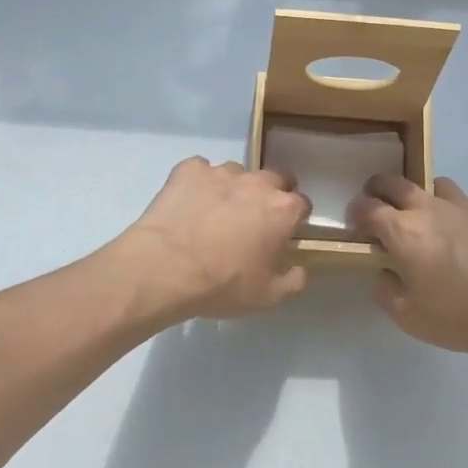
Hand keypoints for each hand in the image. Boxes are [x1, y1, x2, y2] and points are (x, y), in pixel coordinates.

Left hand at [116, 157, 311, 322]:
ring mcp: (222, 172)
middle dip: (270, 194)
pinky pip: (200, 170)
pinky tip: (189, 203)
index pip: (302, 204)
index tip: (284, 233)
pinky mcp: (189, 169)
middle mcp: (257, 183)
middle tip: (254, 219)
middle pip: (274, 179)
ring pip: (236, 173)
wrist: (165, 267)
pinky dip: (199, 183)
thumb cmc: (222, 284)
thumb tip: (299, 269)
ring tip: (215, 213)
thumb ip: (292, 281)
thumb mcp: (266, 297)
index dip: (294, 219)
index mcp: (283, 210)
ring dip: (233, 189)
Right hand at [348, 175, 467, 357]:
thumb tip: (384, 273)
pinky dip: (464, 212)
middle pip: (397, 183)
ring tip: (430, 219)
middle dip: (380, 188)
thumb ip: (387, 291)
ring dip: (426, 197)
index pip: (368, 208)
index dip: (356, 212)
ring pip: (438, 185)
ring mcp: (466, 206)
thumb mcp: (409, 317)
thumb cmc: (460, 316)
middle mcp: (431, 209)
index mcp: (403, 231)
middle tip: (379, 203)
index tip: (355, 223)